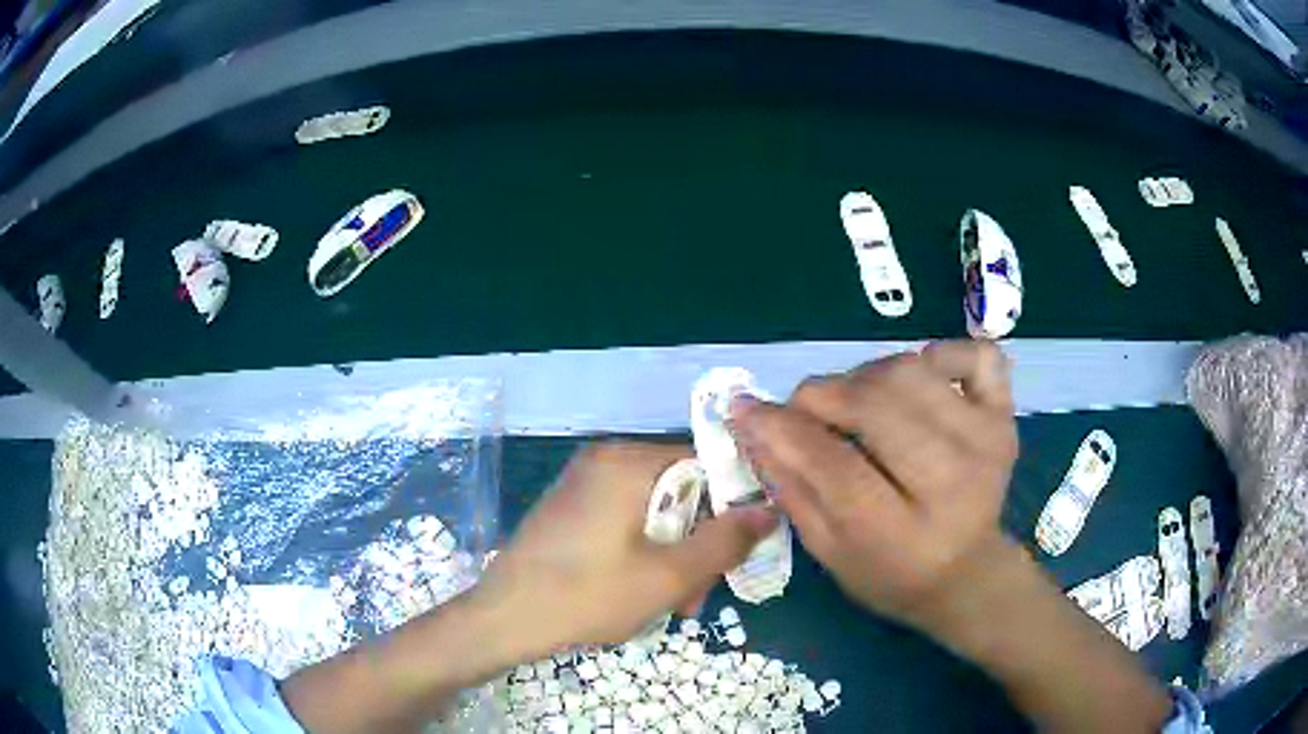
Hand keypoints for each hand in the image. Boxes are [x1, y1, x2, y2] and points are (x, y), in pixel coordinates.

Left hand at [468, 442, 777, 658]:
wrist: (503, 618)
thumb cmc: (586, 595)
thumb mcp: (669, 576)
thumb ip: (725, 541)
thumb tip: (770, 510)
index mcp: (627, 461)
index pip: (705, 465)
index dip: (730, 509)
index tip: (736, 556)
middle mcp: (605, 459)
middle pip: (679, 493)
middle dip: (696, 546)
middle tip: (695, 598)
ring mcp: (584, 483)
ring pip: (654, 513)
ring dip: (672, 557)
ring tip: (670, 607)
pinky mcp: (571, 508)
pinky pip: (625, 521)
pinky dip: (643, 553)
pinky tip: (640, 593)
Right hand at [730, 340, 1019, 633]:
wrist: (968, 573)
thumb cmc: (893, 574)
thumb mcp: (830, 555)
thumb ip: (792, 491)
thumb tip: (753, 427)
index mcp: (905, 536)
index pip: (836, 467)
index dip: (782, 431)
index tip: (745, 409)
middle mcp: (954, 482)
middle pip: (876, 407)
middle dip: (822, 396)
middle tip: (803, 409)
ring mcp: (987, 440)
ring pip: (911, 372)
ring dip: (866, 376)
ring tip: (855, 402)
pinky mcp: (1006, 417)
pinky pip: (978, 355)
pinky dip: (942, 354)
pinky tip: (921, 378)